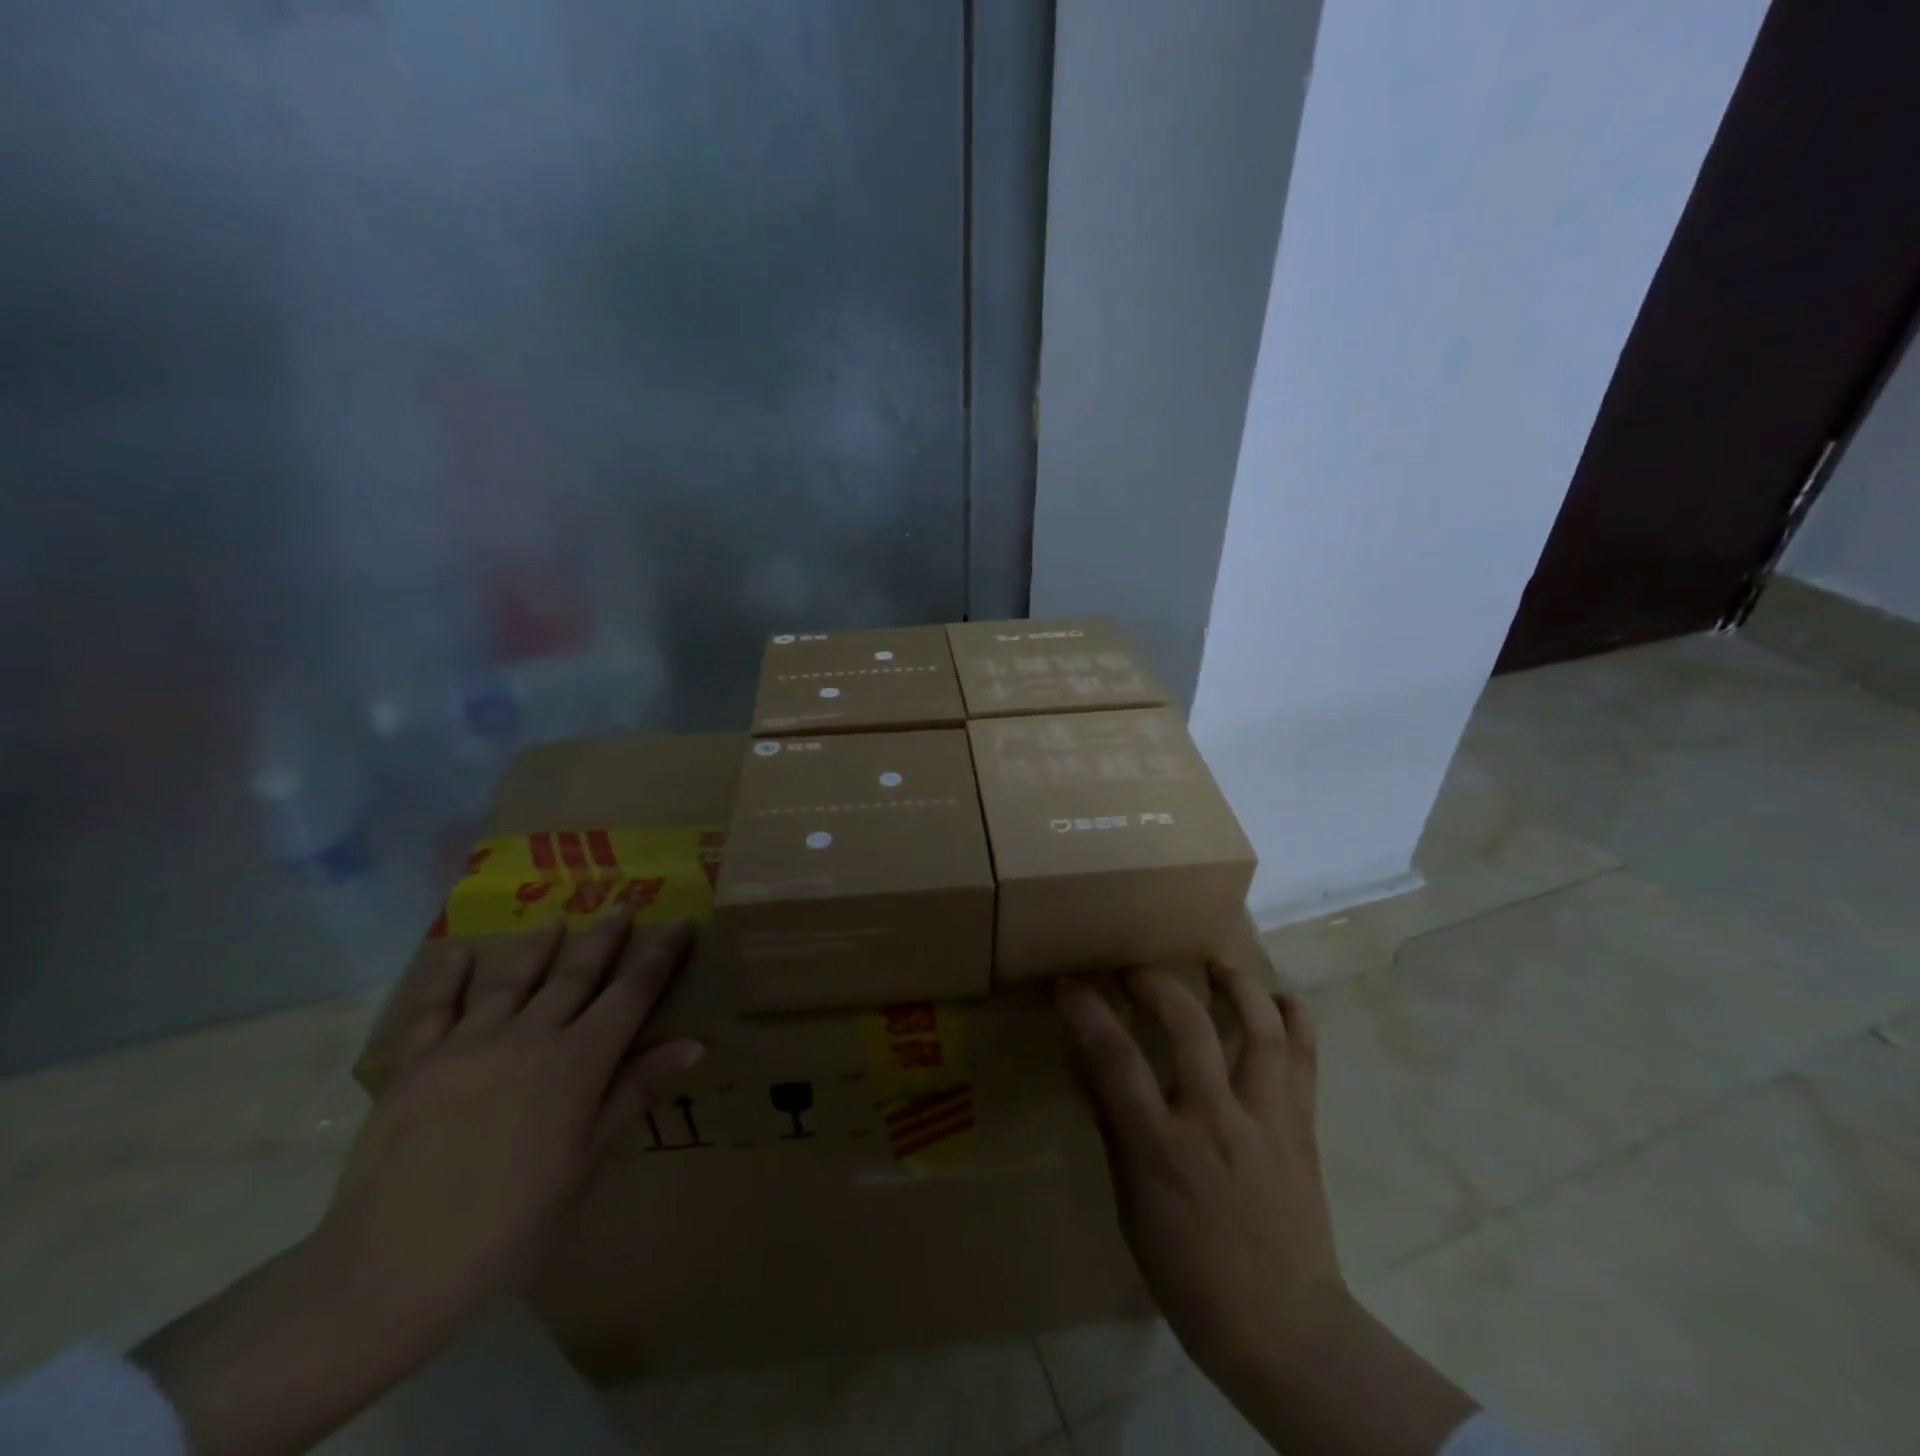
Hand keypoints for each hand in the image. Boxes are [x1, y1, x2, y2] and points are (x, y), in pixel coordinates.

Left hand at [136, 917, 700, 1455]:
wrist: (389, 1270)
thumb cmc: (510, 1224)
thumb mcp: (585, 1162)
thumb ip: (635, 1093)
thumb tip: (695, 1044)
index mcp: (576, 1062)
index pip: (631, 994)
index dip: (659, 957)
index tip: (681, 925)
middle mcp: (528, 1037)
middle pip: (576, 975)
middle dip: (605, 940)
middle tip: (623, 908)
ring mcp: (468, 1045)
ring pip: (512, 980)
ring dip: (538, 947)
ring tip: (556, 922)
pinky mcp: (416, 1064)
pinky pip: (435, 1009)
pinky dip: (448, 978)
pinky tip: (458, 954)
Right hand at [1057, 965, 1476, 1455]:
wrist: (1287, 1332)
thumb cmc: (1191, 1277)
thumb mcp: (1132, 1210)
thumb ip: (1112, 1130)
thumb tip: (1085, 1068)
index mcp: (1163, 1149)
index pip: (1116, 1060)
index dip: (1087, 1012)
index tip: (1069, 984)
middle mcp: (1216, 1120)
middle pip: (1188, 1025)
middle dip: (1154, 982)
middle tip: (1135, 968)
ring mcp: (1266, 1119)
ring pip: (1260, 1029)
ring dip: (1236, 983)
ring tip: (1214, 963)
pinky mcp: (1303, 1126)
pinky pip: (1306, 1058)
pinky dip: (1295, 1018)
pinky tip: (1278, 997)